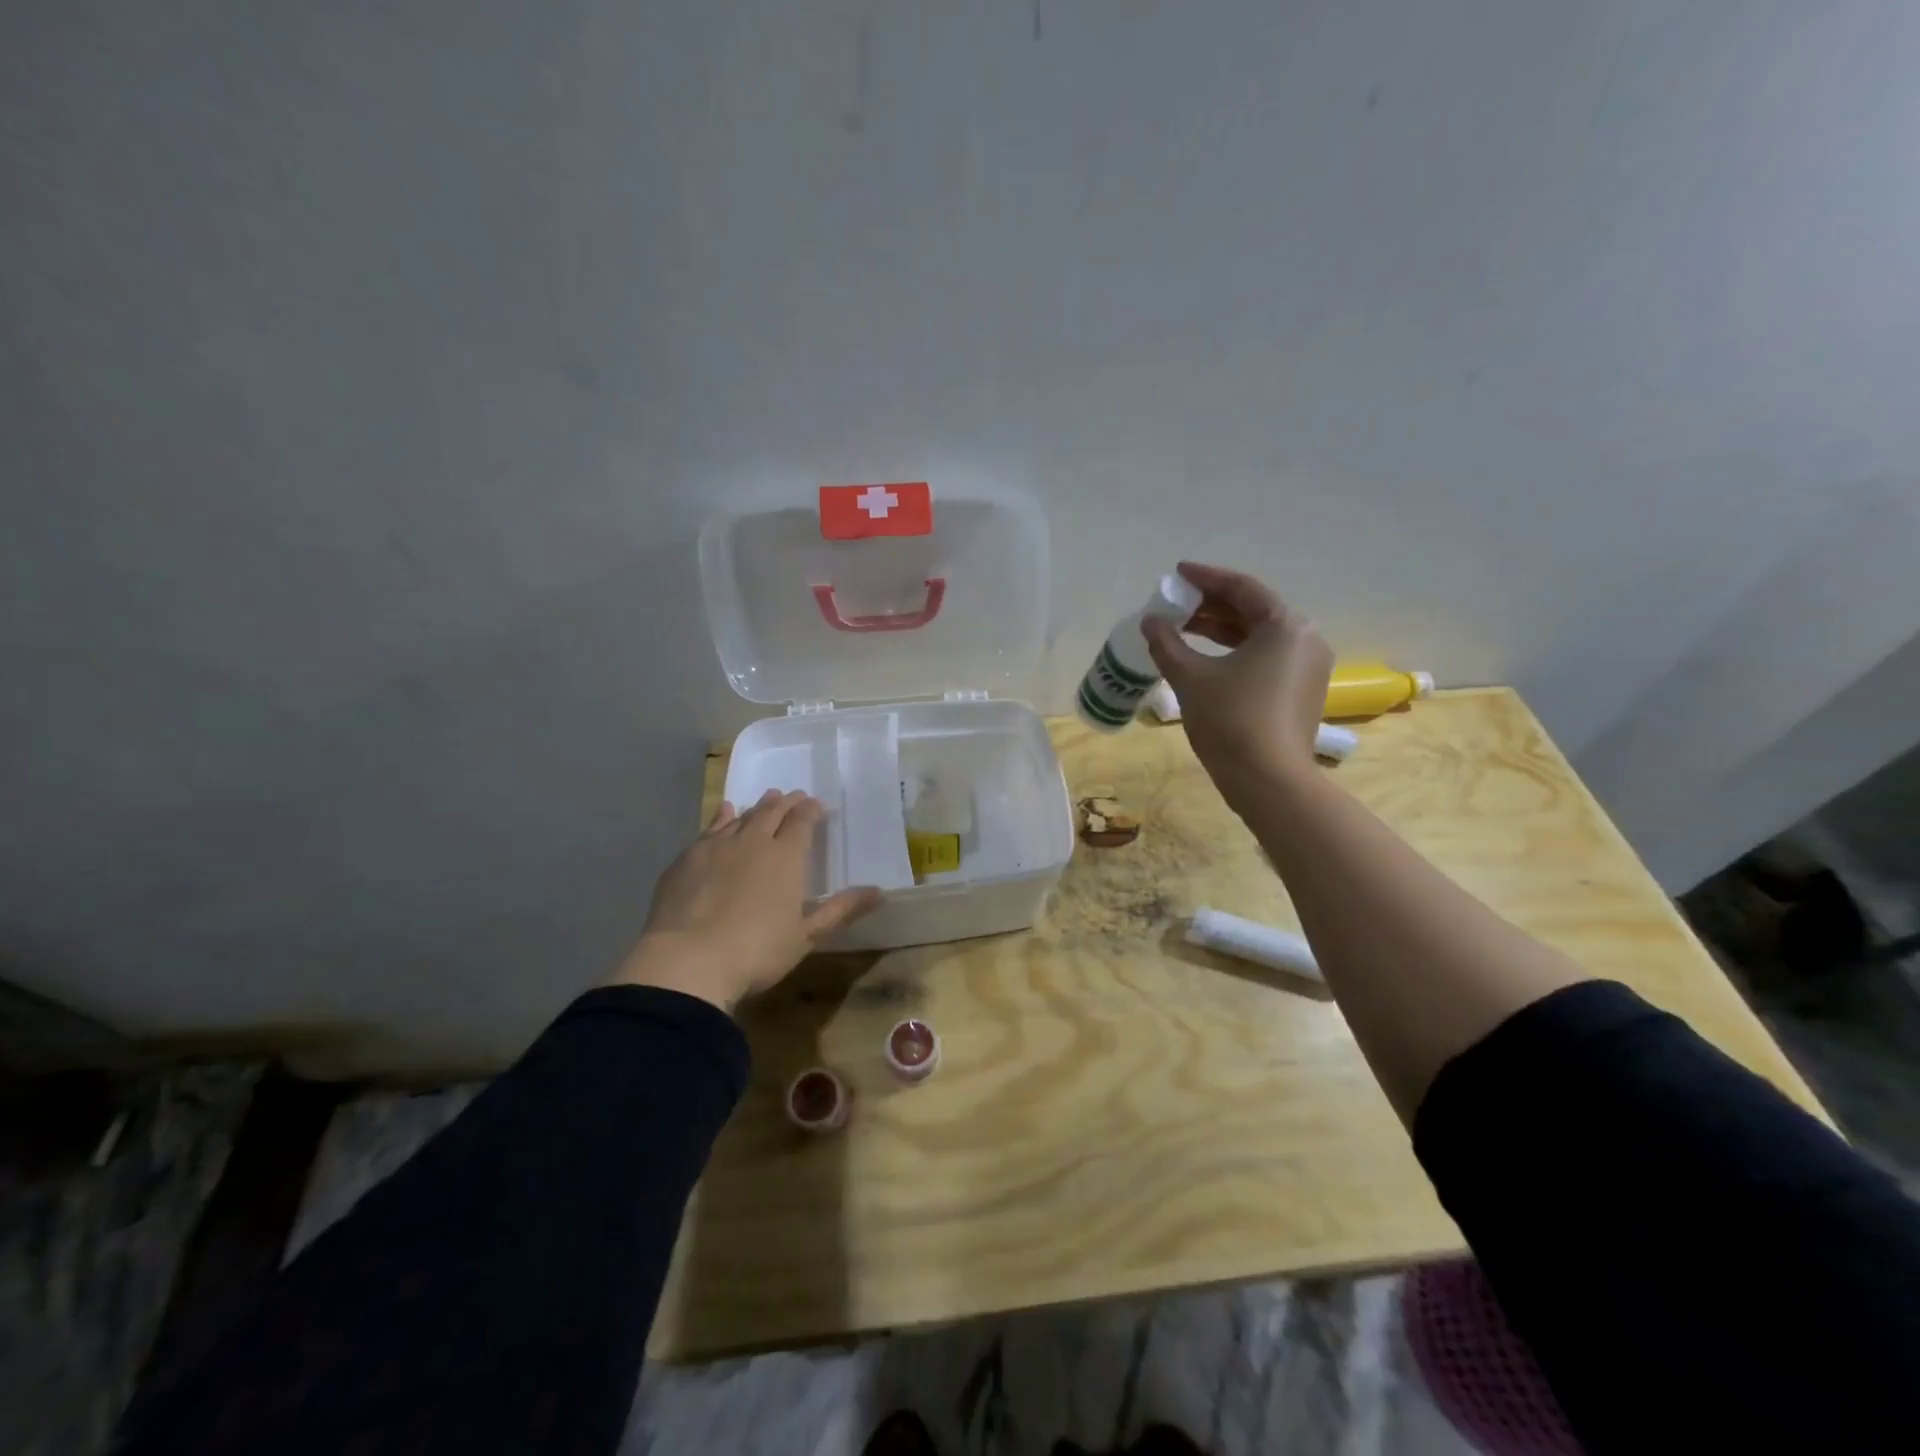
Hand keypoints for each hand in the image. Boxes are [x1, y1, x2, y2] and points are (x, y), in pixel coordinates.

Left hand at [611, 790, 881, 1011]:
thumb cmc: (756, 952)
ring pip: (742, 817)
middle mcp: (753, 841)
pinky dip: (722, 817)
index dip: (811, 811)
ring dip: (757, 807)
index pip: (802, 822)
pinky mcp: (686, 859)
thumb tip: (879, 892)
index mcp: (786, 856)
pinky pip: (710, 828)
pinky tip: (725, 813)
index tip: (817, 805)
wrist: (686, 961)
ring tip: (766, 799)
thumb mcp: (806, 936)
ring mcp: (716, 847)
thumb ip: (841, 910)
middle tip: (793, 796)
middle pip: (772, 813)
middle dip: (786, 803)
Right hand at [1140, 562, 1332, 787]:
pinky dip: (1235, 652)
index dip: (1206, 578)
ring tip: (1184, 630)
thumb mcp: (1191, 678)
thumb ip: (1167, 643)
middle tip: (1176, 605)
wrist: (1269, 782)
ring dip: (1221, 630)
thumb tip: (1150, 621)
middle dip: (1212, 605)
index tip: (1178, 574)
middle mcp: (1305, 639)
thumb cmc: (1231, 721)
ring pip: (1259, 636)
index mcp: (1285, 626)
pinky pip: (1266, 657)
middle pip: (1253, 610)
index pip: (1242, 588)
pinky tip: (1206, 659)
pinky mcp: (1301, 691)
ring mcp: (1307, 667)